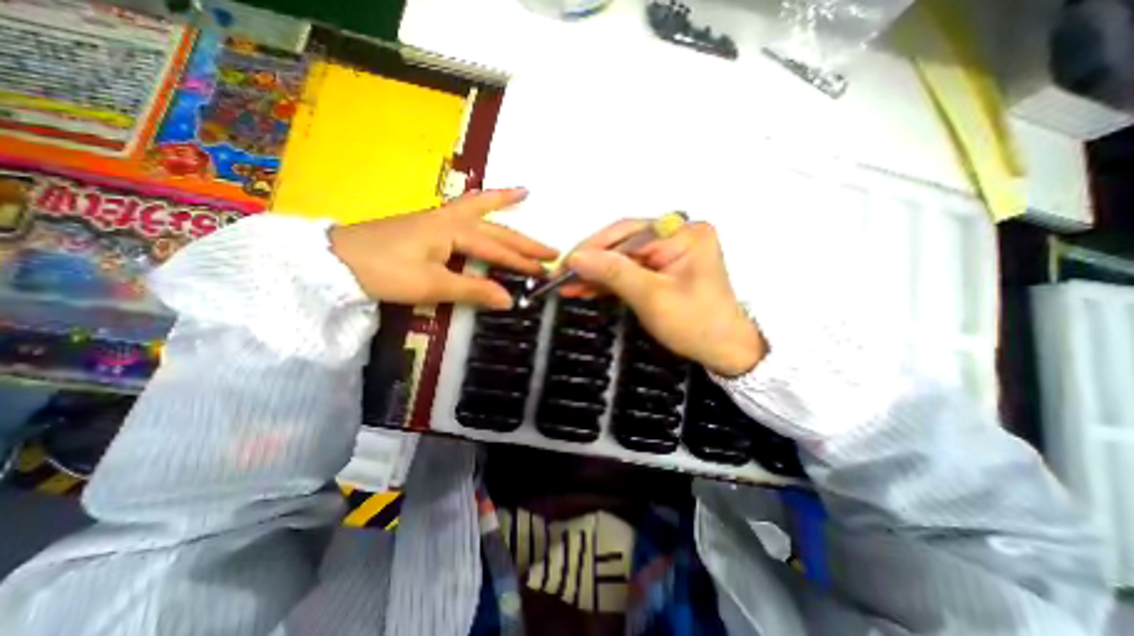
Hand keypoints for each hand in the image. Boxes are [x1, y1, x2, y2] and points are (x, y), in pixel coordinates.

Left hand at [329, 185, 555, 308]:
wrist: (336, 260)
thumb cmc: (385, 271)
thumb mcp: (432, 285)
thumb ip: (473, 290)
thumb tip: (509, 300)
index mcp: (455, 233)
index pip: (498, 251)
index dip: (522, 264)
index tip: (545, 275)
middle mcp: (452, 220)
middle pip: (496, 230)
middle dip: (524, 242)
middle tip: (551, 251)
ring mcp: (440, 218)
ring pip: (480, 209)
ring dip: (504, 205)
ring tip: (525, 194)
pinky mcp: (430, 225)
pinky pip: (463, 209)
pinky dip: (480, 202)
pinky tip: (485, 201)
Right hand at [562, 217, 766, 376]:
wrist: (724, 351)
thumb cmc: (696, 324)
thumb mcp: (652, 297)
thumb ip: (614, 273)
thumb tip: (577, 258)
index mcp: (684, 233)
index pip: (627, 233)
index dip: (592, 248)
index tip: (566, 264)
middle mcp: (677, 235)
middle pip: (622, 243)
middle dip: (592, 262)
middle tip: (562, 276)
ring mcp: (670, 252)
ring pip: (622, 258)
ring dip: (596, 272)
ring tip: (568, 284)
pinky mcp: (663, 268)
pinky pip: (630, 269)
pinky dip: (609, 281)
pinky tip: (588, 287)